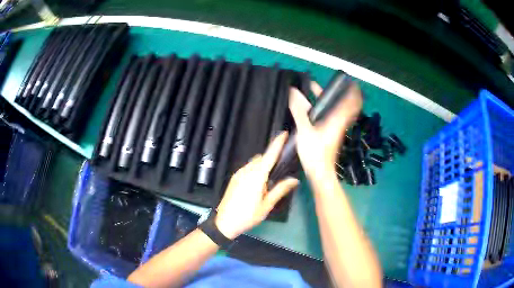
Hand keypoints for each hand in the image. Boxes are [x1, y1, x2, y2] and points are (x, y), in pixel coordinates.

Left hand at [215, 132, 298, 238]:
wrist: (225, 222)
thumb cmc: (248, 215)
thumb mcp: (266, 205)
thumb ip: (280, 190)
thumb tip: (295, 180)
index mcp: (256, 176)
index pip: (269, 156)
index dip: (277, 143)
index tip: (284, 133)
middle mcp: (246, 171)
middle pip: (262, 158)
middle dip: (271, 158)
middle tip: (280, 168)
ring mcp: (238, 174)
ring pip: (254, 163)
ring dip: (263, 165)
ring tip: (269, 179)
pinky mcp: (234, 178)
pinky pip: (247, 168)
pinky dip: (255, 170)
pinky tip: (257, 183)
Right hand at [289, 81, 362, 180]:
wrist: (320, 172)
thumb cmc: (315, 151)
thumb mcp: (305, 129)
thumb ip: (299, 110)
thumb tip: (293, 91)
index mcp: (338, 118)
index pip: (352, 101)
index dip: (352, 90)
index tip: (348, 80)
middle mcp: (341, 121)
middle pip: (346, 104)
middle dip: (340, 93)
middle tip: (329, 84)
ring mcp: (337, 128)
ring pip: (339, 110)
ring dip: (332, 100)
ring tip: (317, 92)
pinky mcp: (332, 134)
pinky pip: (333, 117)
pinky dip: (327, 109)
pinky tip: (315, 109)